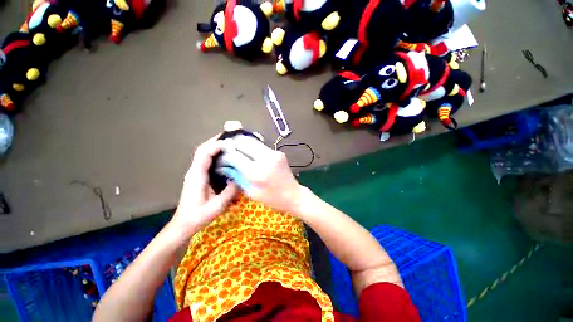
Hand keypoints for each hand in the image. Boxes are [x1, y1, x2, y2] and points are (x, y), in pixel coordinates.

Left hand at [173, 135, 237, 235]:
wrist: (184, 225)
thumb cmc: (198, 216)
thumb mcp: (217, 206)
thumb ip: (230, 191)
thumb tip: (241, 177)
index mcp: (197, 176)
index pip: (204, 154)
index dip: (216, 145)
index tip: (231, 142)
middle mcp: (194, 171)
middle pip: (203, 150)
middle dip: (216, 141)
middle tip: (232, 138)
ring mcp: (196, 173)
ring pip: (204, 154)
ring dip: (216, 147)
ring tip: (231, 145)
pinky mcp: (199, 176)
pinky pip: (207, 161)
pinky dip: (216, 155)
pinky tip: (227, 158)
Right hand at [218, 135, 305, 212]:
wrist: (294, 195)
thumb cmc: (272, 199)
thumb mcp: (251, 192)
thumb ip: (237, 176)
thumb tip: (224, 166)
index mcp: (257, 172)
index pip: (235, 156)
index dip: (226, 155)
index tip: (222, 158)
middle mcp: (266, 158)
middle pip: (244, 142)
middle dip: (233, 144)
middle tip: (227, 150)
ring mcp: (274, 153)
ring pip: (253, 140)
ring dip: (242, 144)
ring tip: (237, 150)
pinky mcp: (279, 152)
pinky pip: (261, 146)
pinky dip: (252, 147)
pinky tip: (249, 154)